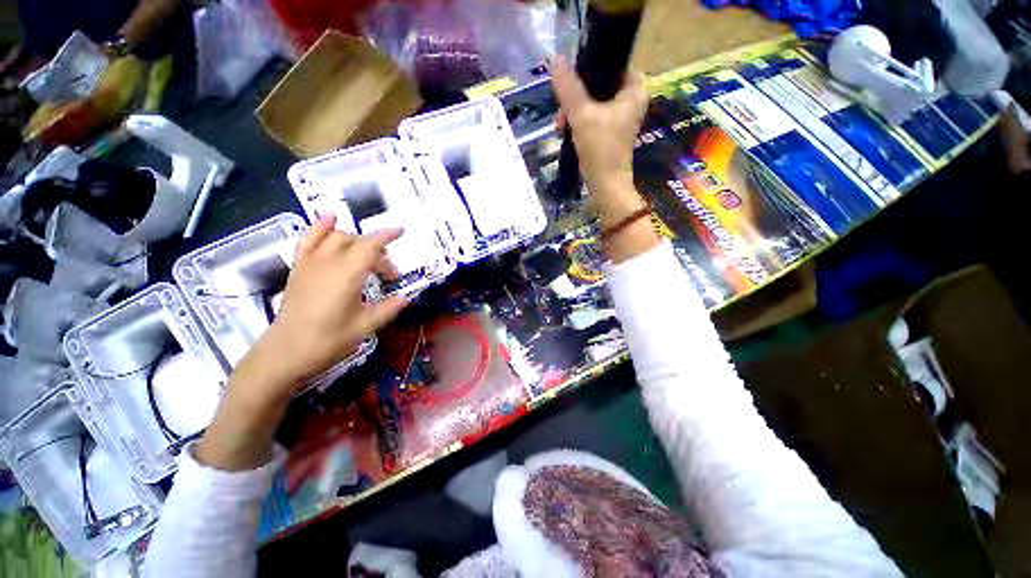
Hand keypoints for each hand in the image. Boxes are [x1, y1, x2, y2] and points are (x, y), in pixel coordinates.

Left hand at [196, 215, 409, 470]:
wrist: (285, 353)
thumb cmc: (328, 341)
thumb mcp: (365, 326)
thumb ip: (389, 308)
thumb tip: (407, 297)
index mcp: (346, 275)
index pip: (370, 246)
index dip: (387, 236)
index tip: (402, 231)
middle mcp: (328, 262)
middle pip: (357, 242)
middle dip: (378, 253)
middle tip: (388, 275)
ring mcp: (310, 262)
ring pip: (336, 237)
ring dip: (357, 241)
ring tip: (368, 254)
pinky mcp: (299, 268)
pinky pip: (309, 239)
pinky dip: (321, 226)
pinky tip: (331, 218)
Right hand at [550, 57, 648, 222]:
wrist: (606, 186)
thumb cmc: (600, 149)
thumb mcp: (582, 115)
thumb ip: (569, 87)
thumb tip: (554, 60)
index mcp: (634, 89)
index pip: (611, 64)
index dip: (588, 70)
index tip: (570, 84)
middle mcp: (631, 100)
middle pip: (599, 85)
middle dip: (576, 98)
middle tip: (561, 113)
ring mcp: (621, 118)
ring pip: (593, 102)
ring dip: (574, 111)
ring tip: (560, 125)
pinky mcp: (611, 132)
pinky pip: (592, 117)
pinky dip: (579, 122)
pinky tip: (566, 131)